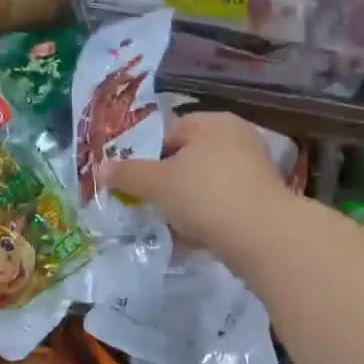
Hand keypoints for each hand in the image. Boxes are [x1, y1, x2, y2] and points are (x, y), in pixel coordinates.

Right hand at [101, 112, 293, 264]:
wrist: (262, 235)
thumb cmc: (205, 195)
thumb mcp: (157, 183)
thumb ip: (128, 174)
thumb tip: (102, 168)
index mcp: (213, 122)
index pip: (171, 132)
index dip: (148, 157)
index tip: (135, 184)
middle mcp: (237, 139)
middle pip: (189, 160)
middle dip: (167, 185)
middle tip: (149, 206)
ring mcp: (254, 170)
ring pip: (206, 186)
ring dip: (186, 207)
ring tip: (169, 227)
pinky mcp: (262, 201)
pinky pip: (224, 206)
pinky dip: (207, 220)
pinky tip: (192, 241)